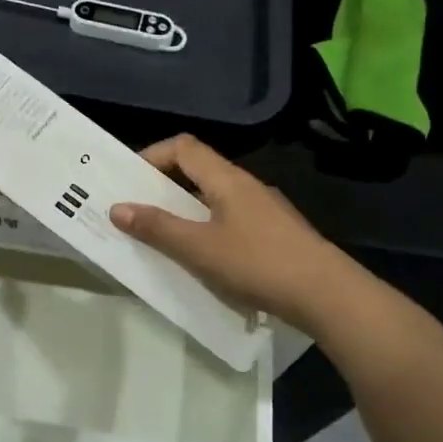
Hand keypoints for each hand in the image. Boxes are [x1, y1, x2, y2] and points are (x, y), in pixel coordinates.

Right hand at [110, 134, 347, 325]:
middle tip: (136, 211)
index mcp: (227, 179)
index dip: (152, 156)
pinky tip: (201, 259)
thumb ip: (157, 228)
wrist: (325, 293)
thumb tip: (117, 208)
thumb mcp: (198, 248)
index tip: (128, 181)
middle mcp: (246, 186)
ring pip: (214, 198)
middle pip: (198, 171)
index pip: (183, 147)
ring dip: (184, 211)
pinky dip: (206, 229)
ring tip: (161, 238)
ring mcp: (264, 209)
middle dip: (163, 187)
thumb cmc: (257, 263)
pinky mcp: (274, 233)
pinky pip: (229, 220)